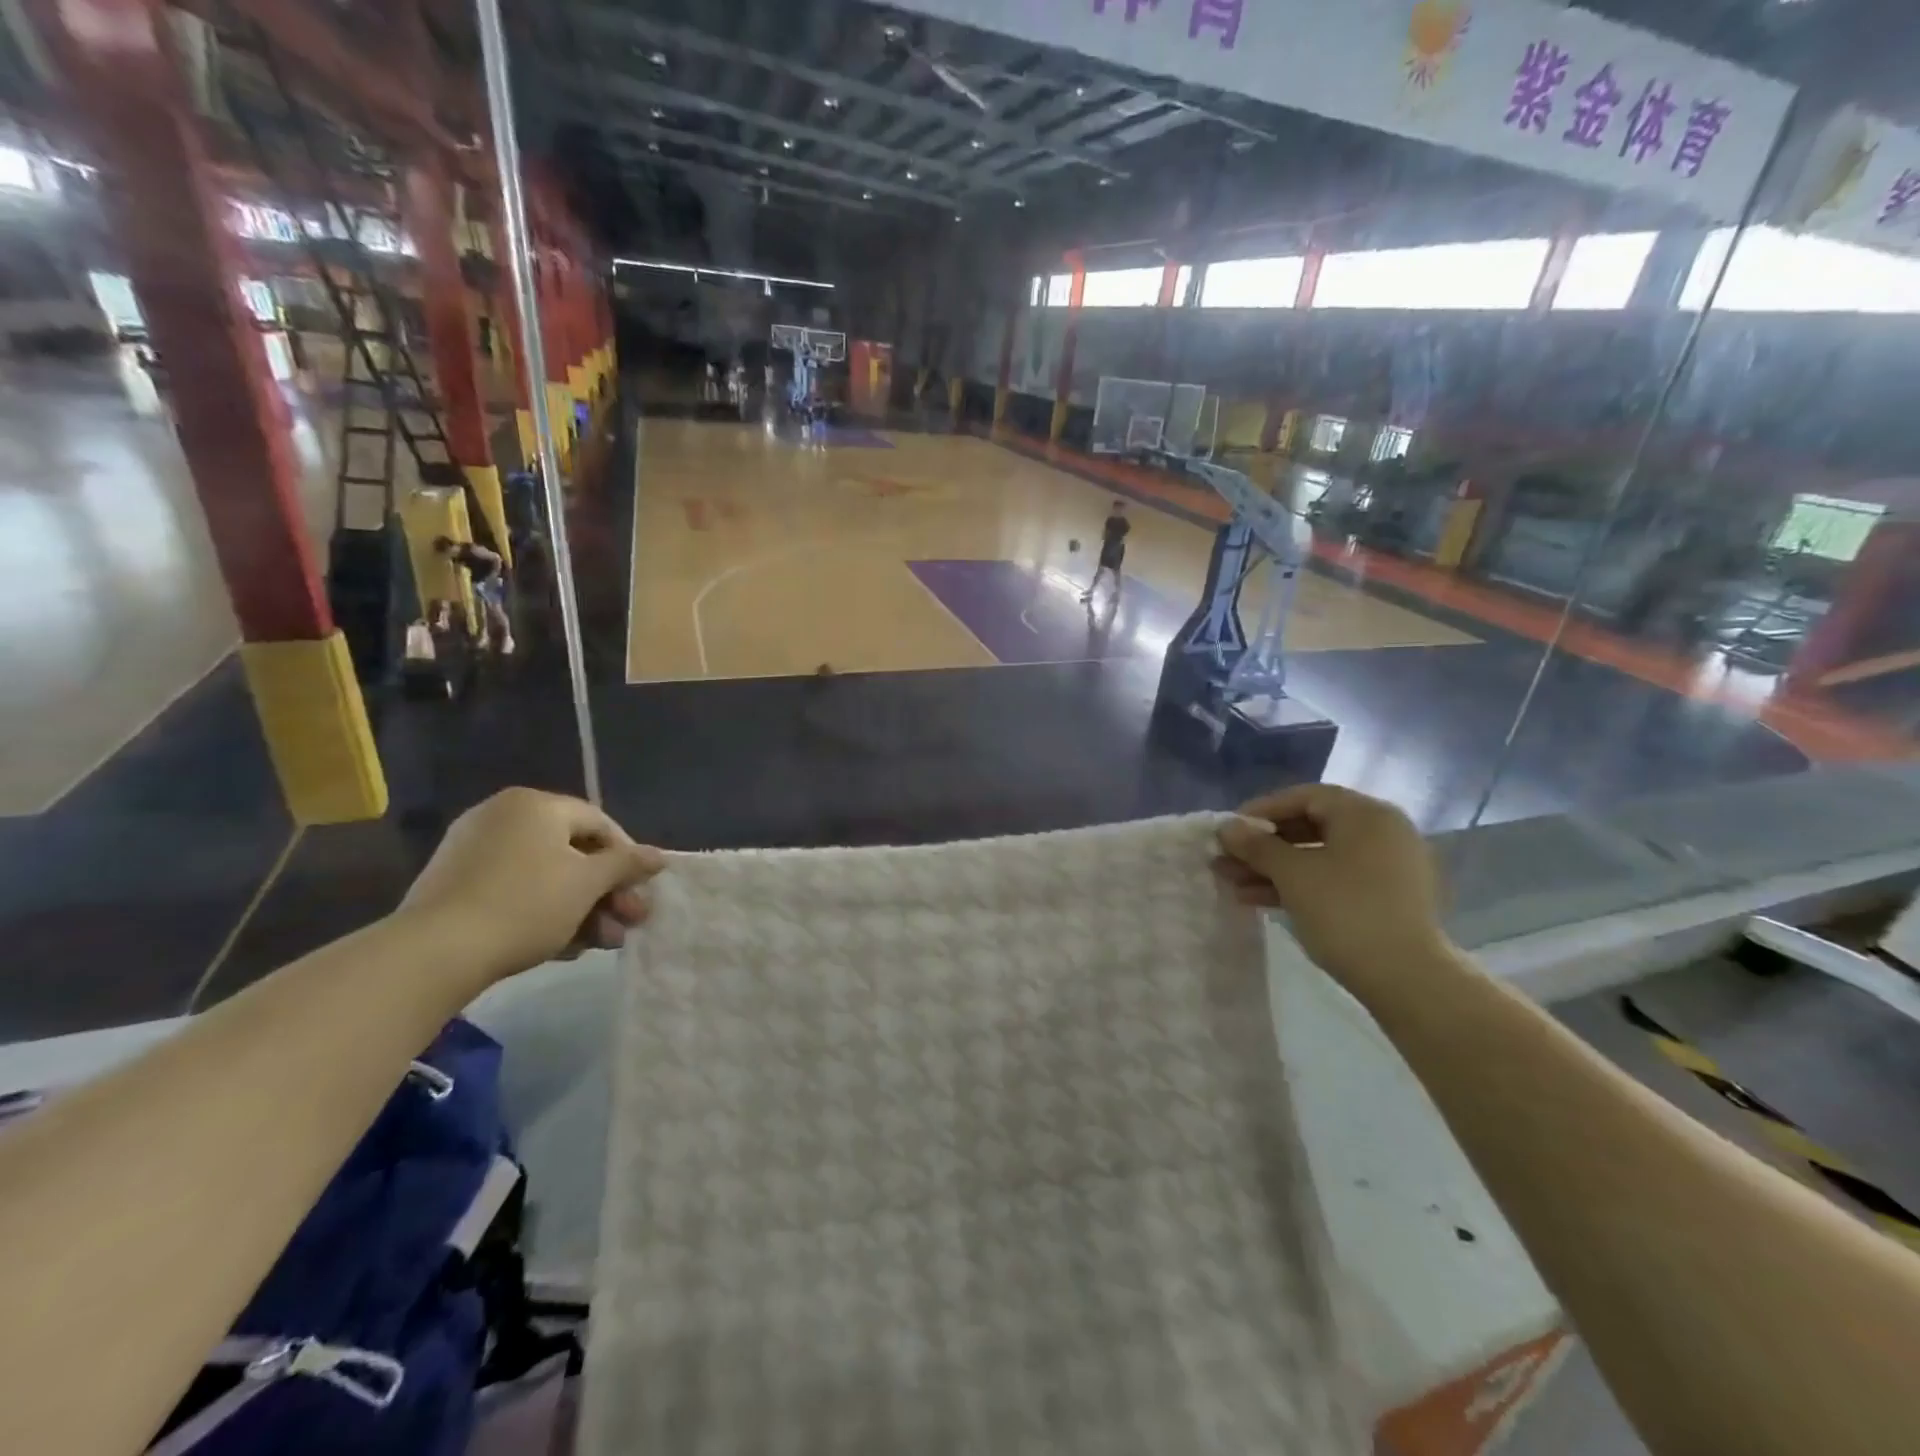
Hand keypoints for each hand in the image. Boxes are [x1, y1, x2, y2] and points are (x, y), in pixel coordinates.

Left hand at [397, 789, 665, 986]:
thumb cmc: (526, 904)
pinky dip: (544, 912)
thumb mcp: (588, 883)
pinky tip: (564, 947)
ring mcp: (474, 849)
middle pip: (573, 852)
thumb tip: (659, 856)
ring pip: (546, 876)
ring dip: (581, 908)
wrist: (434, 952)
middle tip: (629, 922)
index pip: (599, 823)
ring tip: (601, 943)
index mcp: (535, 805)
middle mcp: (503, 816)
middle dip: (606, 891)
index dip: (628, 857)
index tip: (641, 891)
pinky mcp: (455, 884)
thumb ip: (627, 864)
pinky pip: (515, 890)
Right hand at [1215, 784, 1453, 1003]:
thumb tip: (1226, 827)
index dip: (1260, 811)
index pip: (1304, 797)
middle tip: (1227, 859)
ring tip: (1234, 884)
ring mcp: (1388, 866)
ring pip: (1319, 856)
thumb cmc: (1346, 912)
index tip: (1228, 830)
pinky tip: (1261, 899)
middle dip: (1264, 845)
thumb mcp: (1292, 874)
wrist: (1409, 980)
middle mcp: (1382, 831)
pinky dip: (1300, 885)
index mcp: (1366, 814)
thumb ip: (1256, 846)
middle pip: (1310, 826)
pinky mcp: (1387, 898)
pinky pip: (1335, 878)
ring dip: (1275, 868)